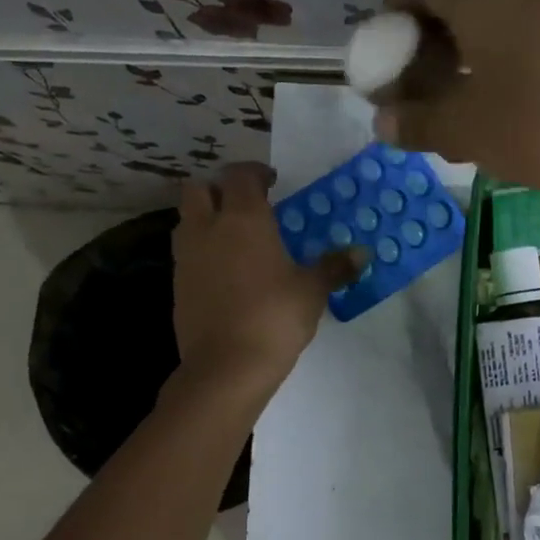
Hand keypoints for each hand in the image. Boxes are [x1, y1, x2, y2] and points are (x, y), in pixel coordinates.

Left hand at [173, 163, 361, 392]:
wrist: (226, 366)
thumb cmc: (275, 317)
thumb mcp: (312, 291)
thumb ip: (334, 267)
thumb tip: (362, 253)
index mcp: (243, 219)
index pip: (240, 175)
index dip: (255, 172)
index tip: (272, 181)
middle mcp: (208, 228)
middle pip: (199, 189)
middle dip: (220, 189)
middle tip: (246, 206)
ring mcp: (187, 257)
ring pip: (187, 220)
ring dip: (207, 219)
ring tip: (235, 238)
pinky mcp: (177, 285)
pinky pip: (187, 254)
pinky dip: (203, 252)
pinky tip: (226, 273)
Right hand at [376, 0, 539, 208]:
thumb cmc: (533, 131)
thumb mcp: (463, 131)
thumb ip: (416, 122)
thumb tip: (383, 124)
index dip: (398, 10)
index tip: (387, 45)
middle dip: (434, 32)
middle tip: (420, 75)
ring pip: (501, 13)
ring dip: (471, 43)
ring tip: (458, 89)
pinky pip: (532, 29)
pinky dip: (506, 51)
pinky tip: (504, 93)